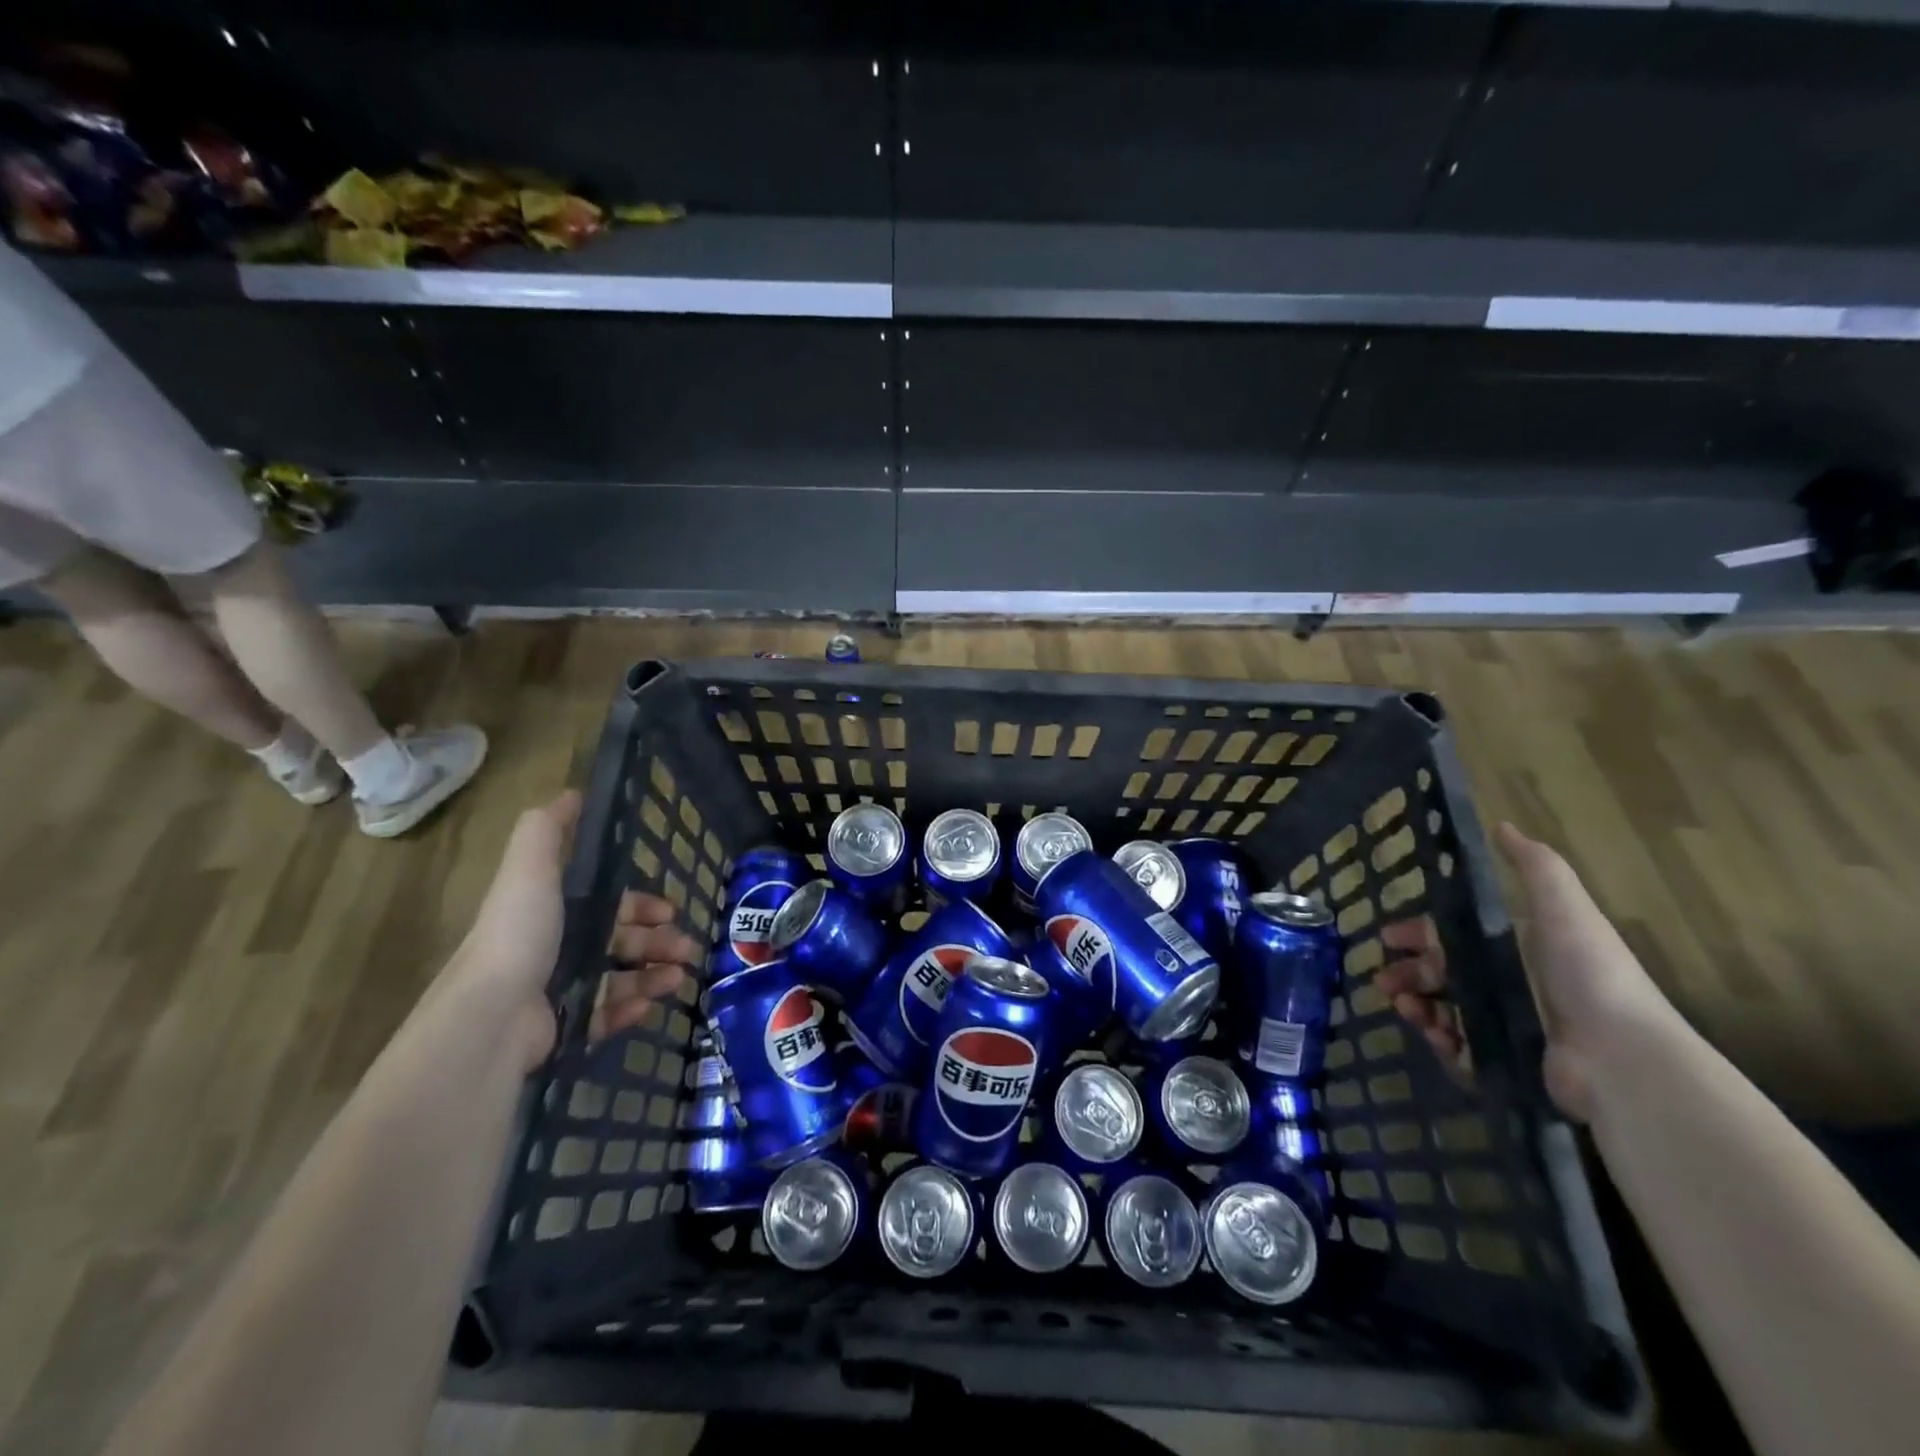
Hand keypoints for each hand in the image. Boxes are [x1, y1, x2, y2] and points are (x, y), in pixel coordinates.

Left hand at [456, 791, 698, 1072]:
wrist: (492, 1017)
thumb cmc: (519, 936)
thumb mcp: (530, 870)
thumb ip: (548, 831)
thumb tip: (572, 794)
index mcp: (551, 912)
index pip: (607, 904)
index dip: (639, 904)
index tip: (669, 909)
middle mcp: (554, 949)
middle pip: (619, 941)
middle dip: (657, 942)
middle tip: (686, 948)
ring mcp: (557, 991)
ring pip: (619, 978)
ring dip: (653, 975)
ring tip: (678, 979)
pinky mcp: (562, 1029)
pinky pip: (605, 1016)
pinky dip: (630, 1009)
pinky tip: (649, 1005)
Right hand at [1377, 822, 1676, 1121]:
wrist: (1622, 1056)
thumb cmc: (1587, 974)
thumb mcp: (1564, 909)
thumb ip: (1535, 866)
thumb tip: (1502, 825)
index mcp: (1517, 949)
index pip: (1453, 937)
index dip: (1418, 935)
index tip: (1387, 937)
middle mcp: (1510, 985)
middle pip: (1442, 975)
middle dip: (1408, 975)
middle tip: (1384, 981)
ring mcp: (1507, 1027)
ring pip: (1444, 1010)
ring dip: (1417, 1006)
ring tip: (1406, 1008)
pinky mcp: (1506, 1063)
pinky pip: (1459, 1051)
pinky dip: (1441, 1042)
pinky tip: (1435, 1035)